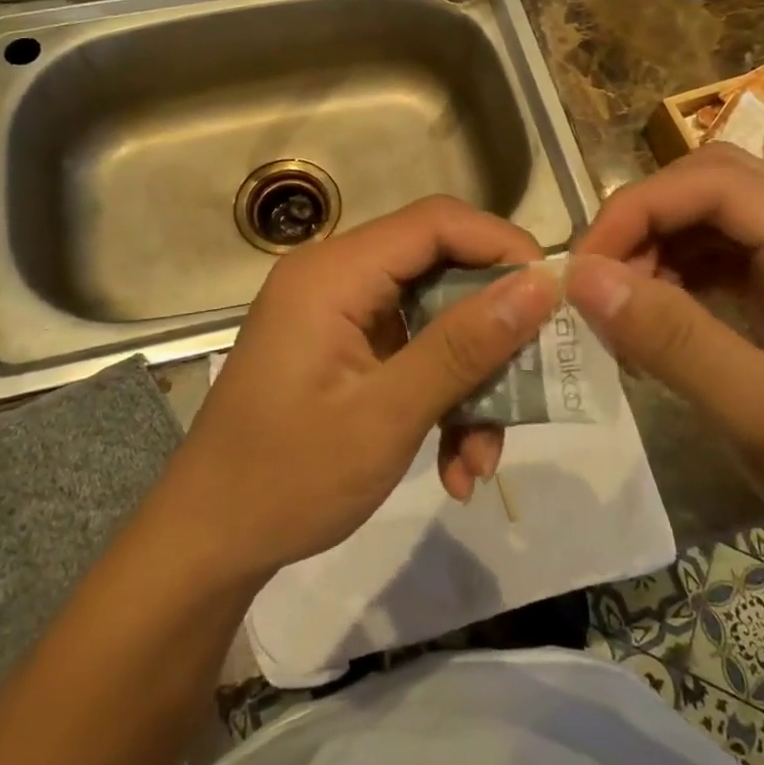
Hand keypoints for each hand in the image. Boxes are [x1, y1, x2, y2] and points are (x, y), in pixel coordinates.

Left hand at [160, 196, 558, 587]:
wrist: (209, 542)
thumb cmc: (287, 478)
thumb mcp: (387, 415)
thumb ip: (464, 345)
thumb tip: (540, 286)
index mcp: (334, 273)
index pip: (436, 222)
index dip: (502, 247)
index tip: (554, 296)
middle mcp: (336, 278)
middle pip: (441, 270)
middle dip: (491, 331)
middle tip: (533, 379)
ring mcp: (339, 315)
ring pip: (435, 320)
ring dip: (470, 383)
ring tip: (483, 457)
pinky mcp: (344, 349)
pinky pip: (412, 353)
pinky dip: (440, 399)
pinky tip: (455, 467)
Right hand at [565, 144, 763, 608]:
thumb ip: (673, 340)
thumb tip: (581, 276)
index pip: (718, 182)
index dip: (638, 208)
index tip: (583, 267)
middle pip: (718, 186)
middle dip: (646, 221)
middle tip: (597, 283)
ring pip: (721, 221)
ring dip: (660, 250)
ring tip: (622, 312)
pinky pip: (732, 263)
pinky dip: (683, 280)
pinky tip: (659, 324)